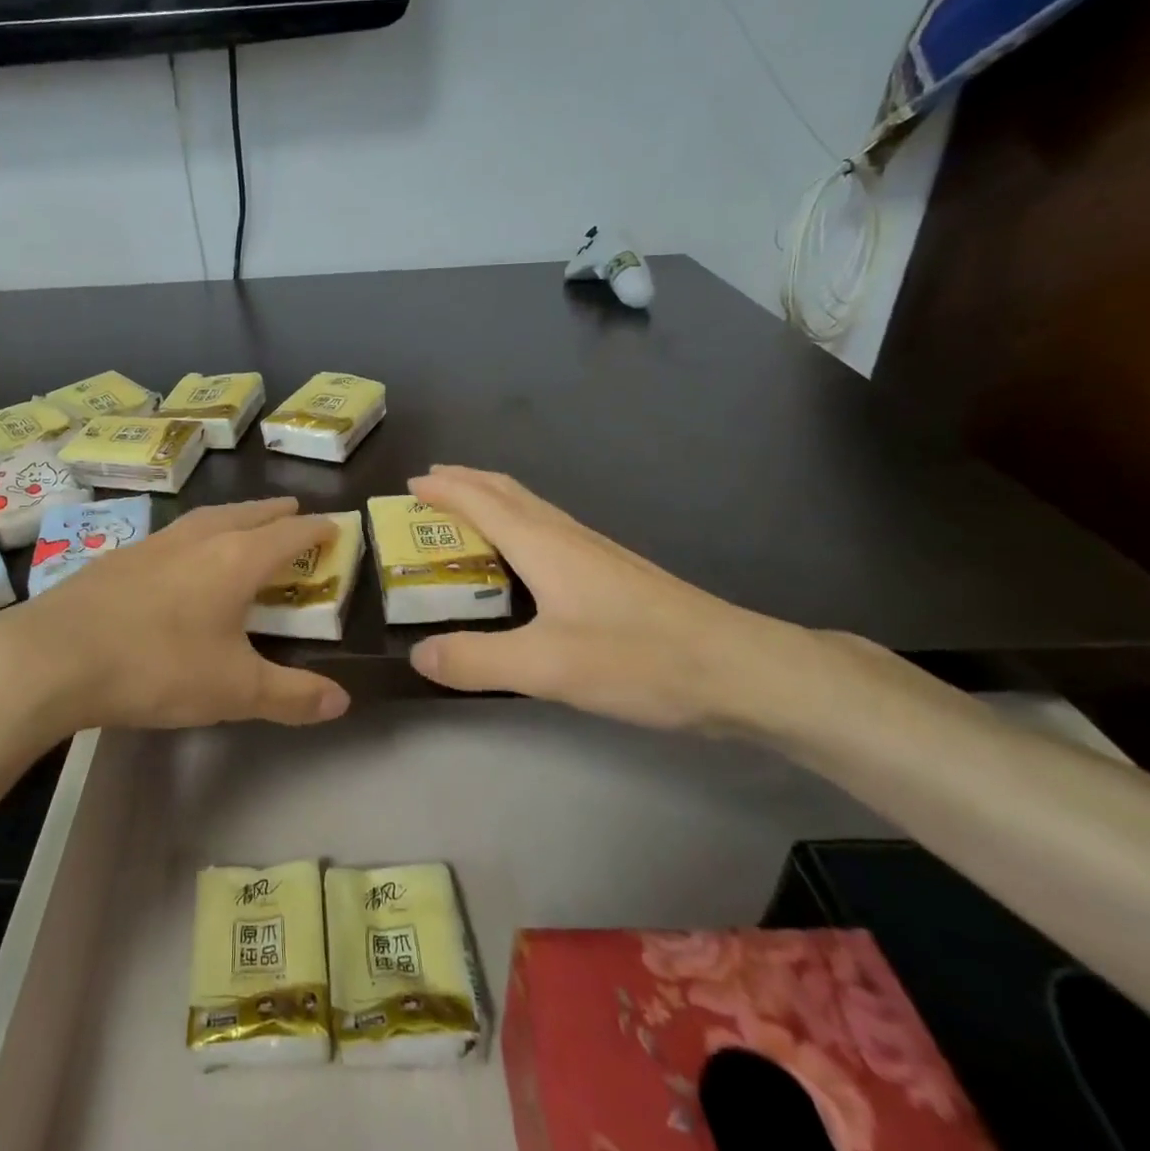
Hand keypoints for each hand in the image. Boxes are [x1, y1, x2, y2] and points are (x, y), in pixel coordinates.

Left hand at [0, 497, 351, 735]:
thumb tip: (342, 701)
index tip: (335, 526)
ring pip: (207, 517)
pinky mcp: (120, 557)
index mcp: (236, 560)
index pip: (289, 534)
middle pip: (248, 514)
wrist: (54, 656)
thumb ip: (291, 695)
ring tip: (244, 522)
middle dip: (276, 513)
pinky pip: (174, 534)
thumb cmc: (157, 667)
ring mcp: (154, 543)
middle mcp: (199, 539)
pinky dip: (196, 534)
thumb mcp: (234, 690)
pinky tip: (182, 554)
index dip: (316, 530)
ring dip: (235, 516)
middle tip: (294, 511)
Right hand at [406, 467, 827, 731]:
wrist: (738, 669)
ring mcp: (594, 552)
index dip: (445, 489)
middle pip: (508, 493)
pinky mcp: (612, 573)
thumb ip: (477, 661)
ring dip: (492, 499)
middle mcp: (566, 537)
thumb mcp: (546, 668)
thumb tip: (418, 655)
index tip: (411, 483)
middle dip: (466, 482)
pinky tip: (524, 554)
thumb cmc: (638, 658)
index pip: (482, 502)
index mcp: (543, 545)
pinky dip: (518, 524)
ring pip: (532, 509)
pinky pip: (548, 530)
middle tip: (431, 484)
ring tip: (467, 509)